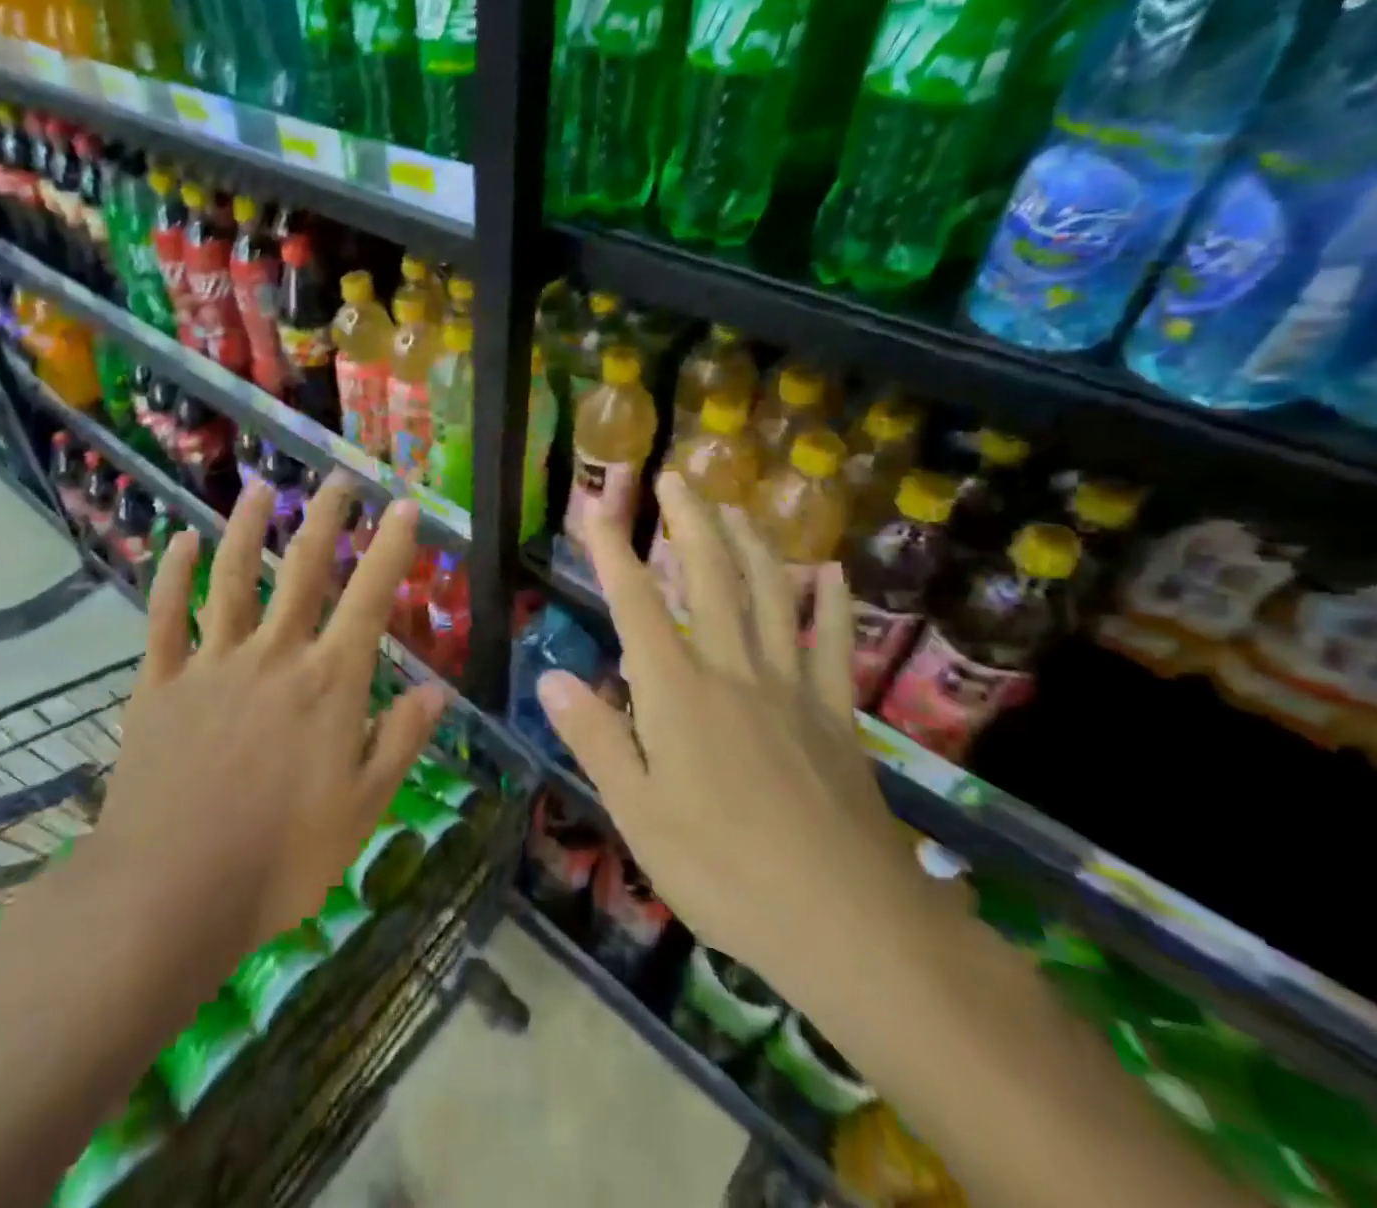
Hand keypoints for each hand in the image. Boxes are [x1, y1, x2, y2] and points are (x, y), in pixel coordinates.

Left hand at [90, 476, 448, 956]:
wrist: (170, 894)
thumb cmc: (280, 860)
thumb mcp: (363, 810)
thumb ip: (400, 742)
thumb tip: (437, 691)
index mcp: (328, 684)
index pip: (369, 599)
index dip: (391, 548)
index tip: (405, 507)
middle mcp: (274, 656)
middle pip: (304, 570)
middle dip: (326, 518)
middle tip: (339, 479)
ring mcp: (212, 664)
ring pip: (233, 578)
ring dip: (248, 528)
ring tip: (261, 488)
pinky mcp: (161, 683)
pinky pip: (166, 617)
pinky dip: (172, 576)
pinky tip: (179, 543)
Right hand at [536, 472, 930, 987]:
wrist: (848, 922)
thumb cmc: (724, 870)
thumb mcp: (637, 813)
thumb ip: (595, 738)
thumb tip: (551, 677)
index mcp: (678, 693)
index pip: (637, 604)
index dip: (613, 553)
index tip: (597, 510)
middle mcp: (733, 671)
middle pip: (712, 579)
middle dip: (690, 522)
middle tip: (677, 478)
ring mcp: (791, 688)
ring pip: (771, 595)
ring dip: (752, 544)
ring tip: (737, 507)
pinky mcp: (835, 715)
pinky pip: (831, 644)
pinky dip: (830, 604)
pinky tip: (827, 572)